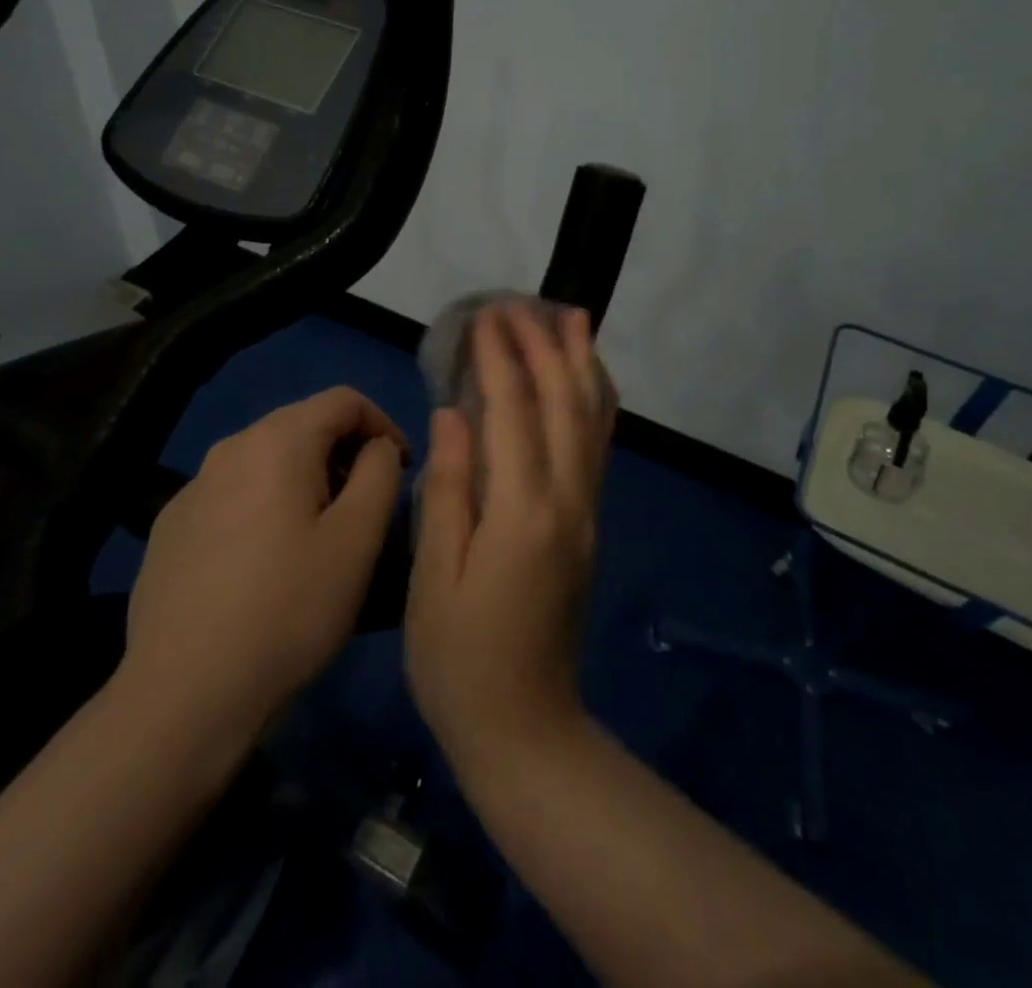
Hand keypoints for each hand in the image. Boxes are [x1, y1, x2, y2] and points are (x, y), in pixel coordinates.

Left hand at [112, 386, 408, 738]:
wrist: (185, 693)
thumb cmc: (289, 608)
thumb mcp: (358, 539)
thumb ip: (380, 473)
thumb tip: (376, 448)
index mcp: (277, 441)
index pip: (344, 400)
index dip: (384, 425)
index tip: (402, 469)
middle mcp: (229, 448)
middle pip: (302, 424)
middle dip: (345, 452)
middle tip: (367, 505)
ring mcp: (192, 487)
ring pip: (266, 460)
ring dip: (306, 479)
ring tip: (322, 533)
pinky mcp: (171, 527)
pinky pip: (233, 494)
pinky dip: (265, 505)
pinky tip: (267, 561)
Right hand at [405, 302, 618, 780]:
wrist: (526, 729)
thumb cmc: (460, 659)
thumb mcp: (434, 576)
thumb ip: (448, 488)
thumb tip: (453, 414)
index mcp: (521, 511)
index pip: (513, 412)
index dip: (500, 358)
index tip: (485, 315)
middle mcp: (566, 500)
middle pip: (564, 403)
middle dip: (544, 345)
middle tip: (522, 302)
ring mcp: (586, 511)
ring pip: (592, 419)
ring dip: (581, 363)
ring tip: (573, 317)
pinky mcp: (589, 524)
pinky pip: (597, 446)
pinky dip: (594, 401)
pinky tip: (586, 380)